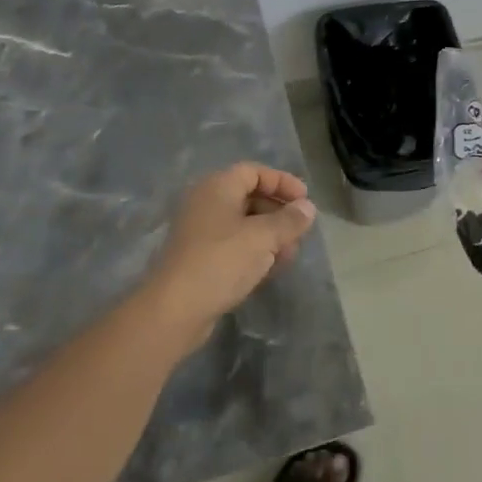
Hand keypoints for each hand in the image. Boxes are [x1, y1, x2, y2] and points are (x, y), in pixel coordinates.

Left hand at [139, 163, 317, 353]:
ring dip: (270, 236)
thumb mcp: (262, 237)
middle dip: (278, 213)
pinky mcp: (199, 259)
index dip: (282, 182)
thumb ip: (289, 220)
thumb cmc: (221, 261)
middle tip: (300, 231)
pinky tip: (270, 270)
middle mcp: (206, 203)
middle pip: (249, 197)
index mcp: (217, 187)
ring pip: (243, 225)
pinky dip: (254, 252)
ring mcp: (200, 232)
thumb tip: (308, 207)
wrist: (174, 310)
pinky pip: (233, 246)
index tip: (305, 201)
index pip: (254, 172)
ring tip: (289, 255)